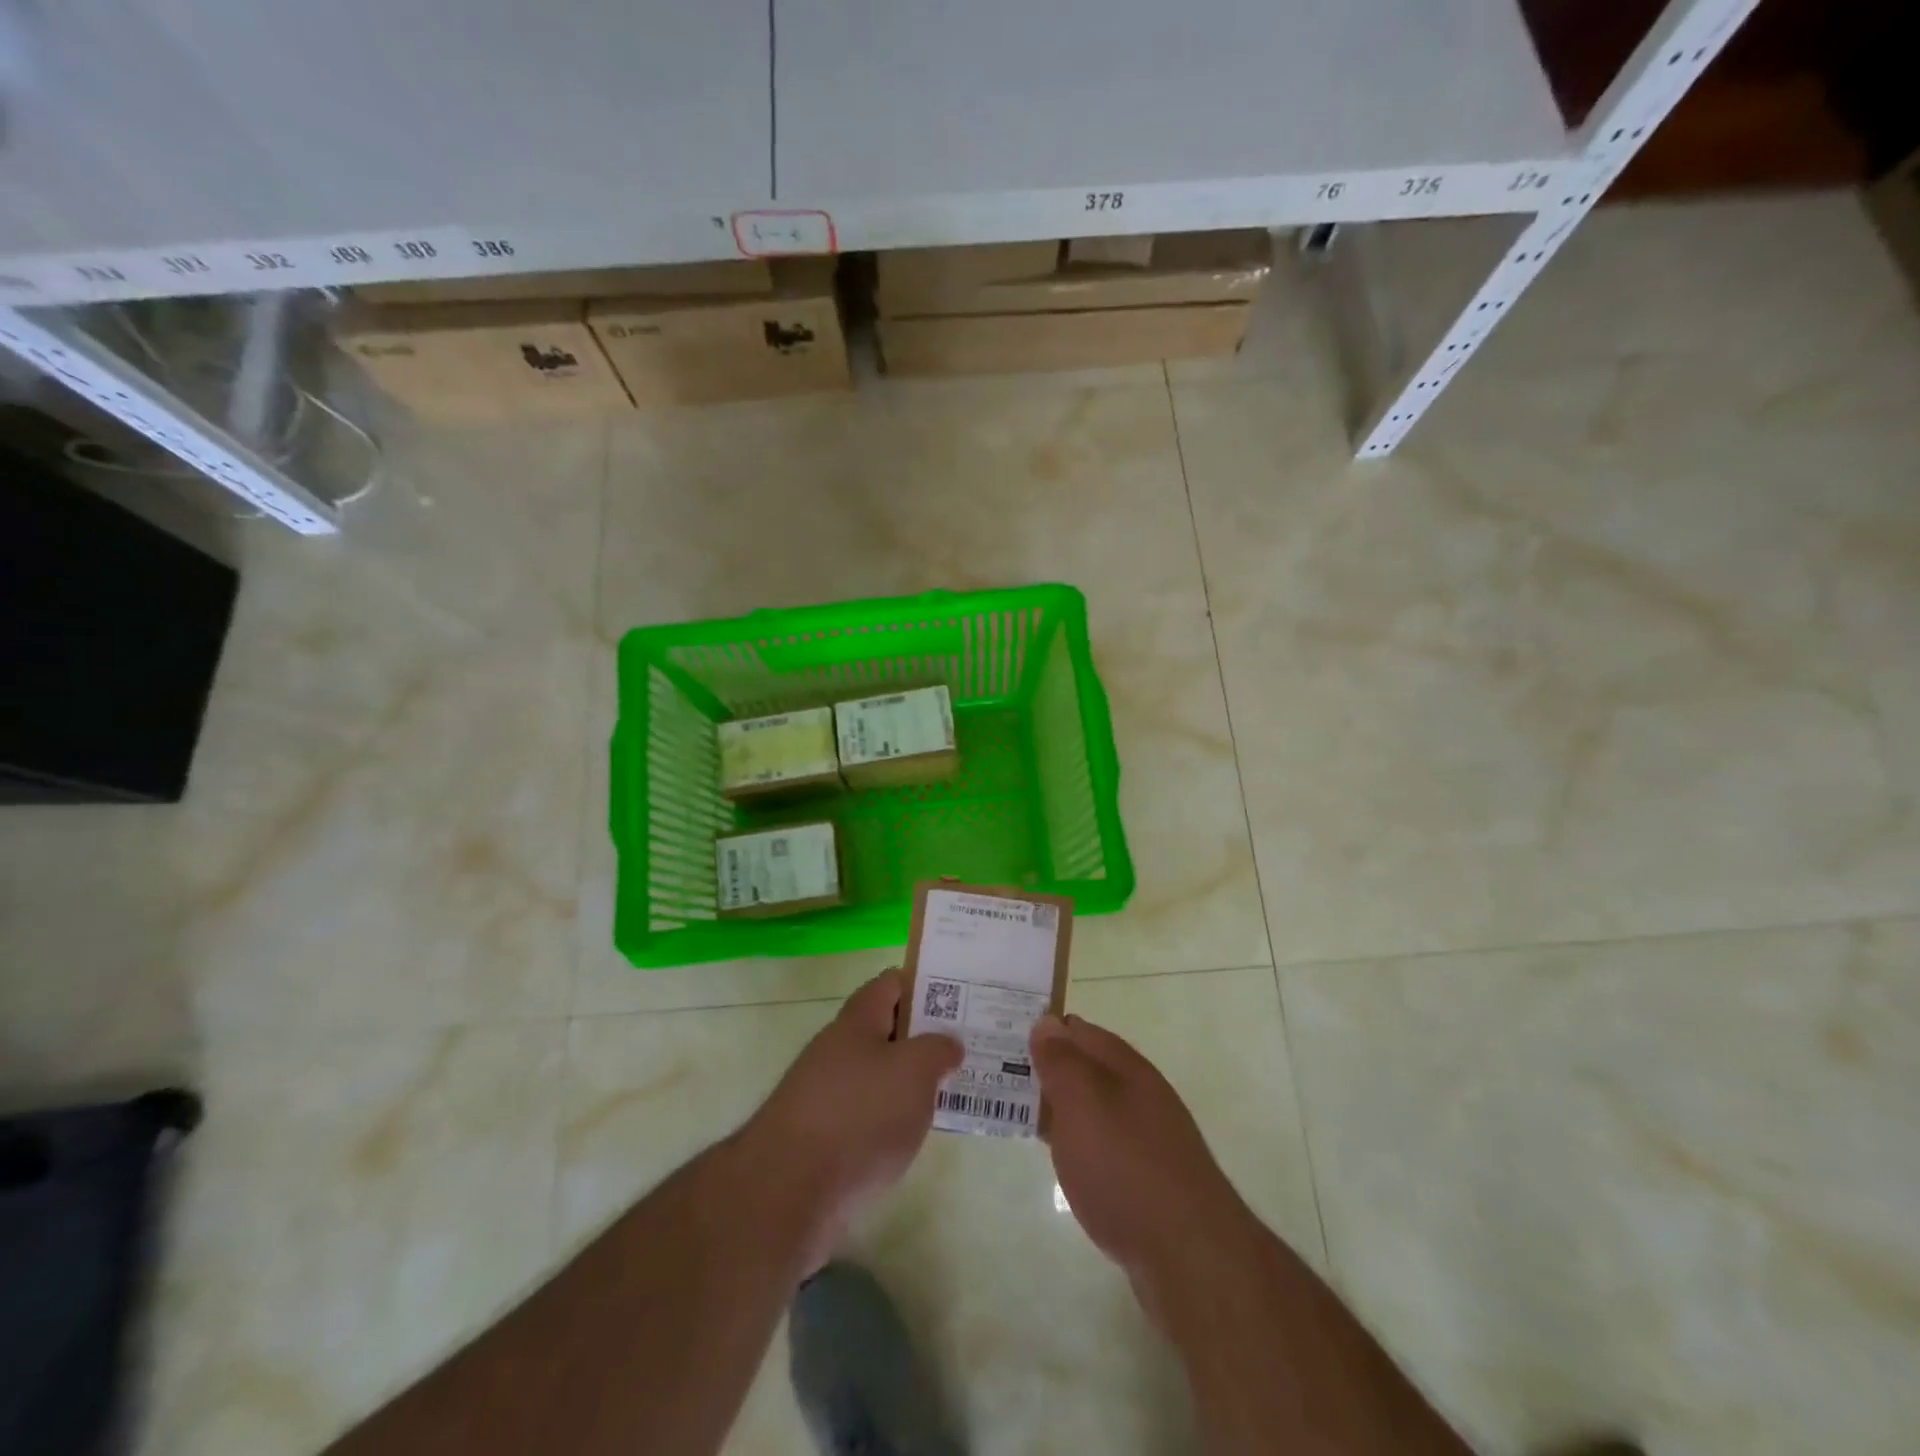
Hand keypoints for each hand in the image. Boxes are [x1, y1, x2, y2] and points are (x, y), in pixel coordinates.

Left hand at [741, 969, 961, 1271]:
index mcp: (857, 1020)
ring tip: (955, 1090)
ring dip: (913, 1081)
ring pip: (881, 1074)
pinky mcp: (825, 1137)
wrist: (788, 1192)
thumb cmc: (858, 1114)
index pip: (892, 983)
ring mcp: (828, 1093)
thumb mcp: (914, 1070)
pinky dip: (895, 1119)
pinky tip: (919, 1134)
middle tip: (969, 1045)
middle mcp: (839, 1048)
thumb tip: (948, 1044)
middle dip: (926, 1036)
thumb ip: (938, 1049)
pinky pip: (870, 1114)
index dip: (927, 984)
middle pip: (888, 1029)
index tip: (964, 997)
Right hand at [1031, 1013, 1257, 1310]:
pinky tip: (1060, 1158)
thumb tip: (1047, 1022)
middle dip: (1048, 1067)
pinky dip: (1075, 1142)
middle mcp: (1140, 1096)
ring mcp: (1147, 1140)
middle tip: (999, 1071)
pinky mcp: (1146, 1182)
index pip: (1080, 1031)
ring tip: (1017, 1110)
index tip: (1005, 1032)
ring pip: (1092, 1109)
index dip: (1045, 1028)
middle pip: (1087, 1069)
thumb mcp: (1083, 1104)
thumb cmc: (1126, 1167)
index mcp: (1127, 1068)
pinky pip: (1101, 1146)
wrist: (1189, 1257)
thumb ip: (1062, 1062)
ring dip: (1058, 1106)